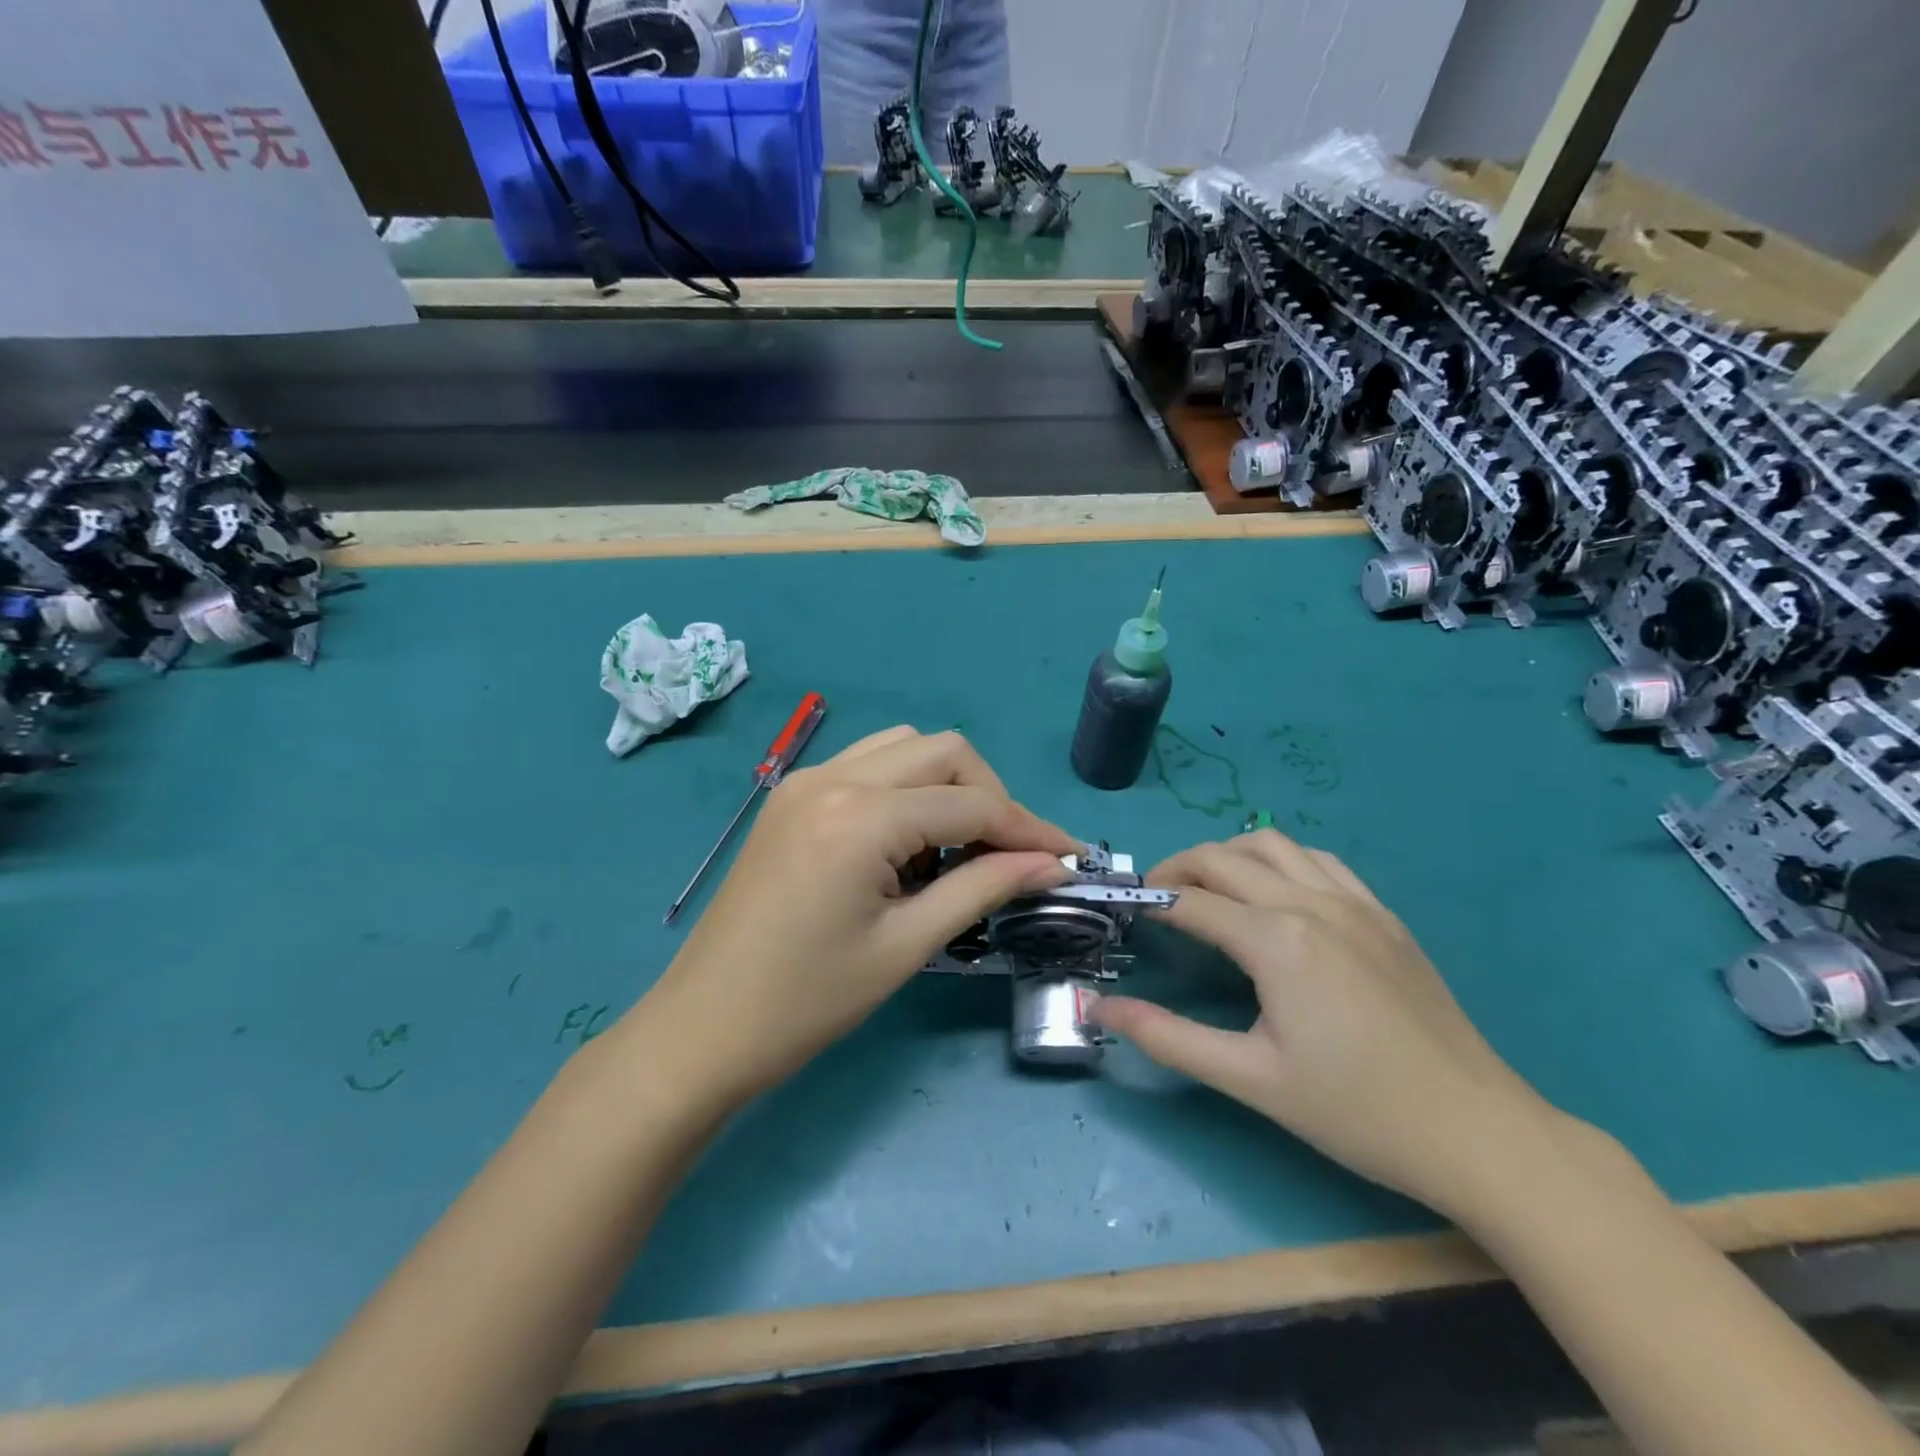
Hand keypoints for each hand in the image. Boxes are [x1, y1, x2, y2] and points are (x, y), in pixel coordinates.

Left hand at [644, 727, 1078, 1105]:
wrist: (704, 1027)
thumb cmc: (808, 1002)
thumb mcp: (906, 946)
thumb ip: (984, 889)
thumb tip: (1051, 864)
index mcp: (860, 817)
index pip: (971, 803)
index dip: (1029, 829)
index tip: (1068, 858)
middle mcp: (833, 778)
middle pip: (943, 752)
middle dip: (990, 796)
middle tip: (1011, 855)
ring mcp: (805, 780)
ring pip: (905, 748)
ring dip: (947, 785)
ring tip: (957, 848)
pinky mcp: (792, 796)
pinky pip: (868, 766)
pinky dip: (905, 788)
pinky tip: (907, 842)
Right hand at [1092, 830, 1554, 1211]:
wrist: (1477, 1133)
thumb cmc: (1356, 1111)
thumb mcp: (1250, 1080)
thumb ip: (1169, 1037)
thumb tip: (1101, 1008)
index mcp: (1277, 940)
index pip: (1191, 902)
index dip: (1150, 902)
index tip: (1126, 913)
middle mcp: (1311, 902)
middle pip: (1223, 858)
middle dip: (1178, 869)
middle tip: (1155, 900)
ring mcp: (1354, 903)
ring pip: (1272, 845)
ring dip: (1227, 855)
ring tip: (1207, 888)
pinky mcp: (1384, 915)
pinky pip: (1320, 861)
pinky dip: (1280, 861)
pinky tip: (1275, 894)